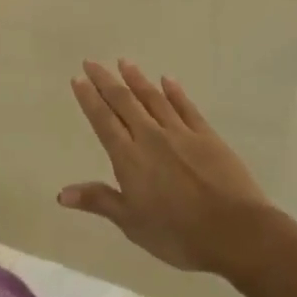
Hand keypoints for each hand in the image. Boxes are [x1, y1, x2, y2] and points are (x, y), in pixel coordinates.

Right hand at [61, 60, 271, 274]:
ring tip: (124, 62)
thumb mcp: (132, 223)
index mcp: (129, 158)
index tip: (78, 78)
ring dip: (137, 79)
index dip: (89, 99)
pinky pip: (186, 107)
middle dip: (106, 81)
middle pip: (124, 102)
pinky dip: (175, 92)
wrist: (235, 231)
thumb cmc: (177, 234)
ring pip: (154, 99)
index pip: (103, 121)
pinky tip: (167, 80)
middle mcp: (151, 137)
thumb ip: (99, 201)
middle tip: (92, 62)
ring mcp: (181, 134)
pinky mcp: (207, 137)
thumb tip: (61, 194)